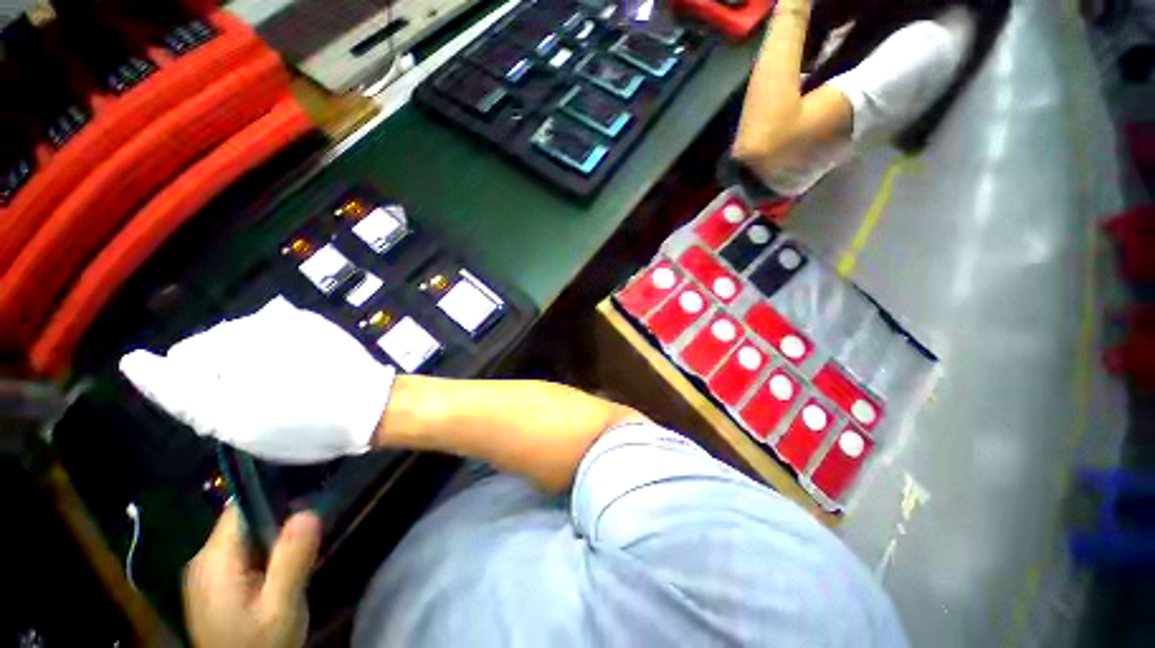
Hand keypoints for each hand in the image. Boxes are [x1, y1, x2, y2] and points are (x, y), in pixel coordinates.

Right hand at [119, 297, 395, 463]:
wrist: (373, 406)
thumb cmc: (303, 423)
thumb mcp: (231, 422)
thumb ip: (179, 391)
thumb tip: (134, 361)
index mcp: (231, 341)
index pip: (183, 361)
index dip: (204, 393)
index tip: (237, 411)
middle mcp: (258, 320)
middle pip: (215, 350)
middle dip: (228, 378)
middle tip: (265, 405)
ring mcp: (291, 319)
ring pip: (247, 345)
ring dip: (254, 367)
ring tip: (287, 391)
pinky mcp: (316, 324)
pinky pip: (279, 339)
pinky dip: (281, 357)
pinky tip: (304, 375)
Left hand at [185, 506, 320, 647]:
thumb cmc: (258, 645)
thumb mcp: (281, 607)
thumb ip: (291, 560)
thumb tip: (309, 512)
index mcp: (214, 559)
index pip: (242, 507)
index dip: (275, 498)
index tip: (308, 502)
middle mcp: (203, 560)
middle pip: (245, 522)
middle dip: (278, 525)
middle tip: (308, 541)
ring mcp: (205, 574)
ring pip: (245, 539)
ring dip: (273, 543)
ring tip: (296, 561)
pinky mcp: (212, 586)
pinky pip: (241, 555)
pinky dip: (263, 558)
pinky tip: (278, 577)